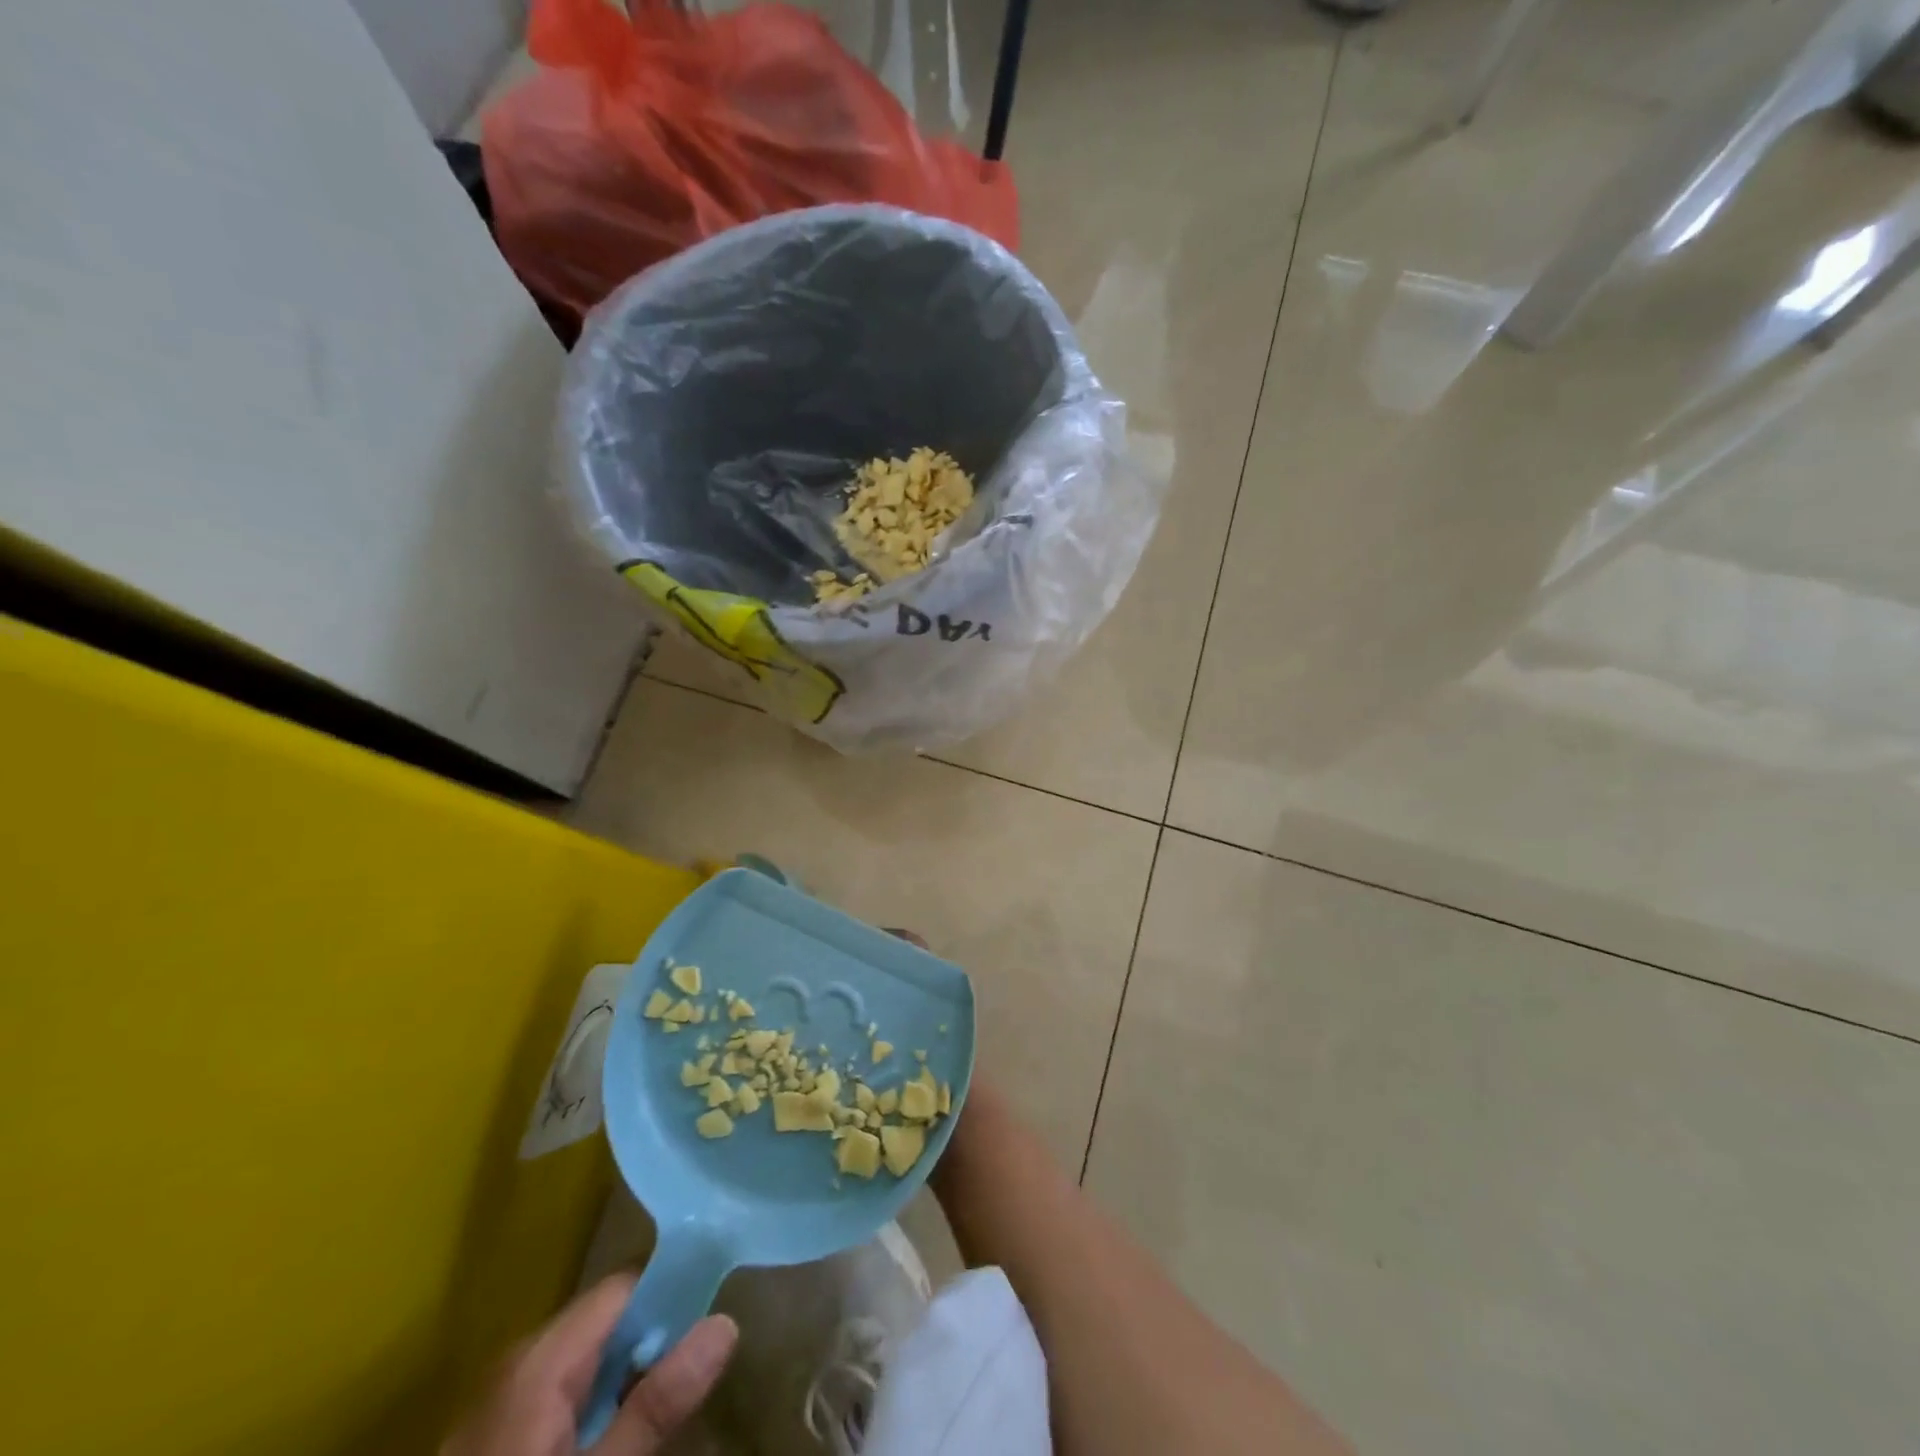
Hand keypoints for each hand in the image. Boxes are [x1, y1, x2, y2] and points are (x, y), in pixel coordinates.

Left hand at [443, 1275, 737, 1455]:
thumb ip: (658, 1404)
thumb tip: (727, 1321)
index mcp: (539, 1357)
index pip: (624, 1286)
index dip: (673, 1289)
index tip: (716, 1307)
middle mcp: (517, 1363)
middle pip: (605, 1322)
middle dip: (653, 1341)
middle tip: (696, 1371)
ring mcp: (497, 1404)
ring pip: (583, 1361)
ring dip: (625, 1377)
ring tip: (662, 1406)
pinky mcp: (492, 1441)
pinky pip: (557, 1396)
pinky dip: (592, 1406)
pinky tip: (612, 1439)